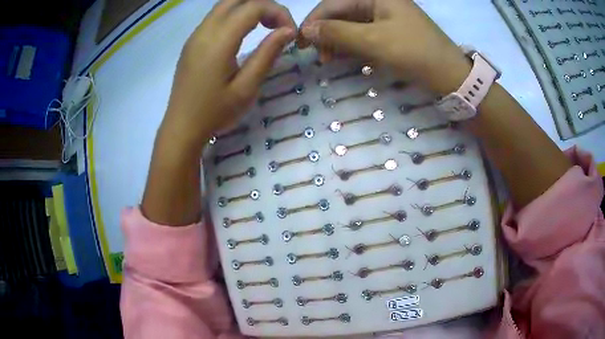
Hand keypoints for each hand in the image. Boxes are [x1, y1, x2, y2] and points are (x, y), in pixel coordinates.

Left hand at [142, 0, 295, 225]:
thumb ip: (267, 54)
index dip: (277, 12)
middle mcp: (204, 31)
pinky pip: (214, 18)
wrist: (181, 127)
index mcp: (218, 41)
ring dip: (248, 9)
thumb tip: (287, 30)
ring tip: (264, 27)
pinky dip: (234, 16)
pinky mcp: (191, 43)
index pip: (252, 7)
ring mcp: (195, 36)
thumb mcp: (246, 88)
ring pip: (223, 6)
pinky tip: (242, 34)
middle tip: (277, 24)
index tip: (289, 32)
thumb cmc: (214, 113)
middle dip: (262, 5)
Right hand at [298, 0, 470, 94]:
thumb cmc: (414, 52)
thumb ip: (337, 32)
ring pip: (351, 25)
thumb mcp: (373, 41)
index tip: (299, 43)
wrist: (450, 75)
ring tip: (330, 60)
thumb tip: (305, 30)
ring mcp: (385, 16)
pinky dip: (352, 45)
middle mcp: (379, 1)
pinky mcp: (390, 31)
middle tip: (318, 56)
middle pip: (341, 13)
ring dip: (337, 41)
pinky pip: (363, 34)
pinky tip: (345, 57)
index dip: (314, 22)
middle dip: (326, 33)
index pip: (333, 4)